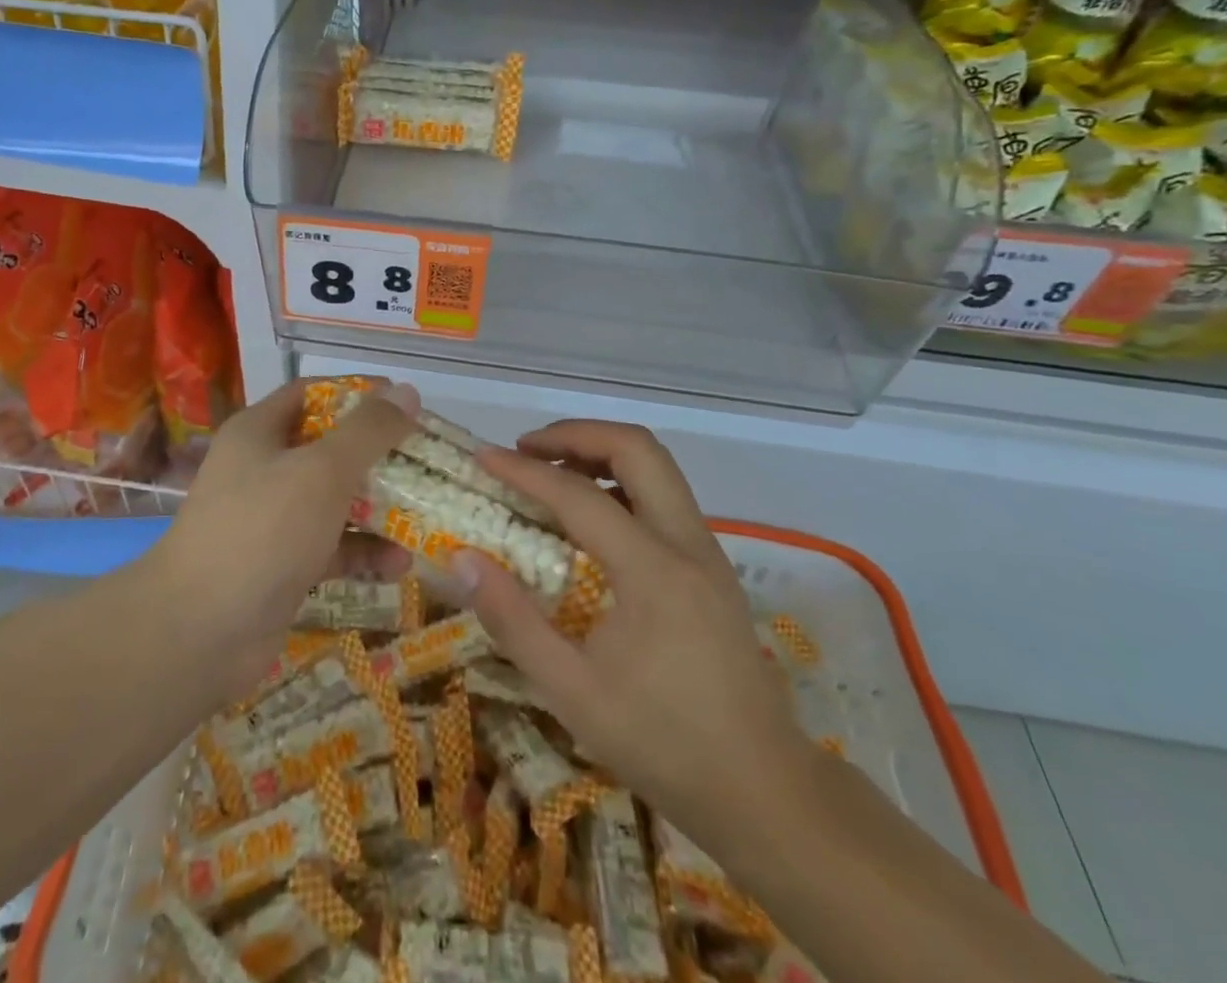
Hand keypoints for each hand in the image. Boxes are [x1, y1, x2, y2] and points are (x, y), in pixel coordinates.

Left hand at [146, 378, 418, 698]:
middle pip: (329, 448)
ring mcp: (271, 520)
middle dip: (378, 456)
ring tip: (425, 516)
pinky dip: (363, 552)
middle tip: (426, 463)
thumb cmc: (262, 530)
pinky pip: (331, 547)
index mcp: (259, 432)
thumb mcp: (322, 471)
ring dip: (378, 508)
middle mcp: (263, 469)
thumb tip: (407, 391)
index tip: (404, 404)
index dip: (358, 394)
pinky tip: (400, 564)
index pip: (313, 394)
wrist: (200, 632)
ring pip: (334, 501)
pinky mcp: (282, 565)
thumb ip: (368, 431)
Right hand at [452, 420, 811, 844]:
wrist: (764, 791)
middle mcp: (687, 544)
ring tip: (551, 470)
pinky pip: (664, 496)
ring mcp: (707, 551)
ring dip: (601, 452)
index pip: (579, 495)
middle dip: (576, 434)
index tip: (483, 456)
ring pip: (656, 466)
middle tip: (526, 448)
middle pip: (637, 448)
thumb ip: (513, 621)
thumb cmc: (662, 743)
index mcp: (653, 571)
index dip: (525, 470)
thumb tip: (463, 560)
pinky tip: (590, 515)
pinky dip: (621, 480)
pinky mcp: (712, 566)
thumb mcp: (572, 692)